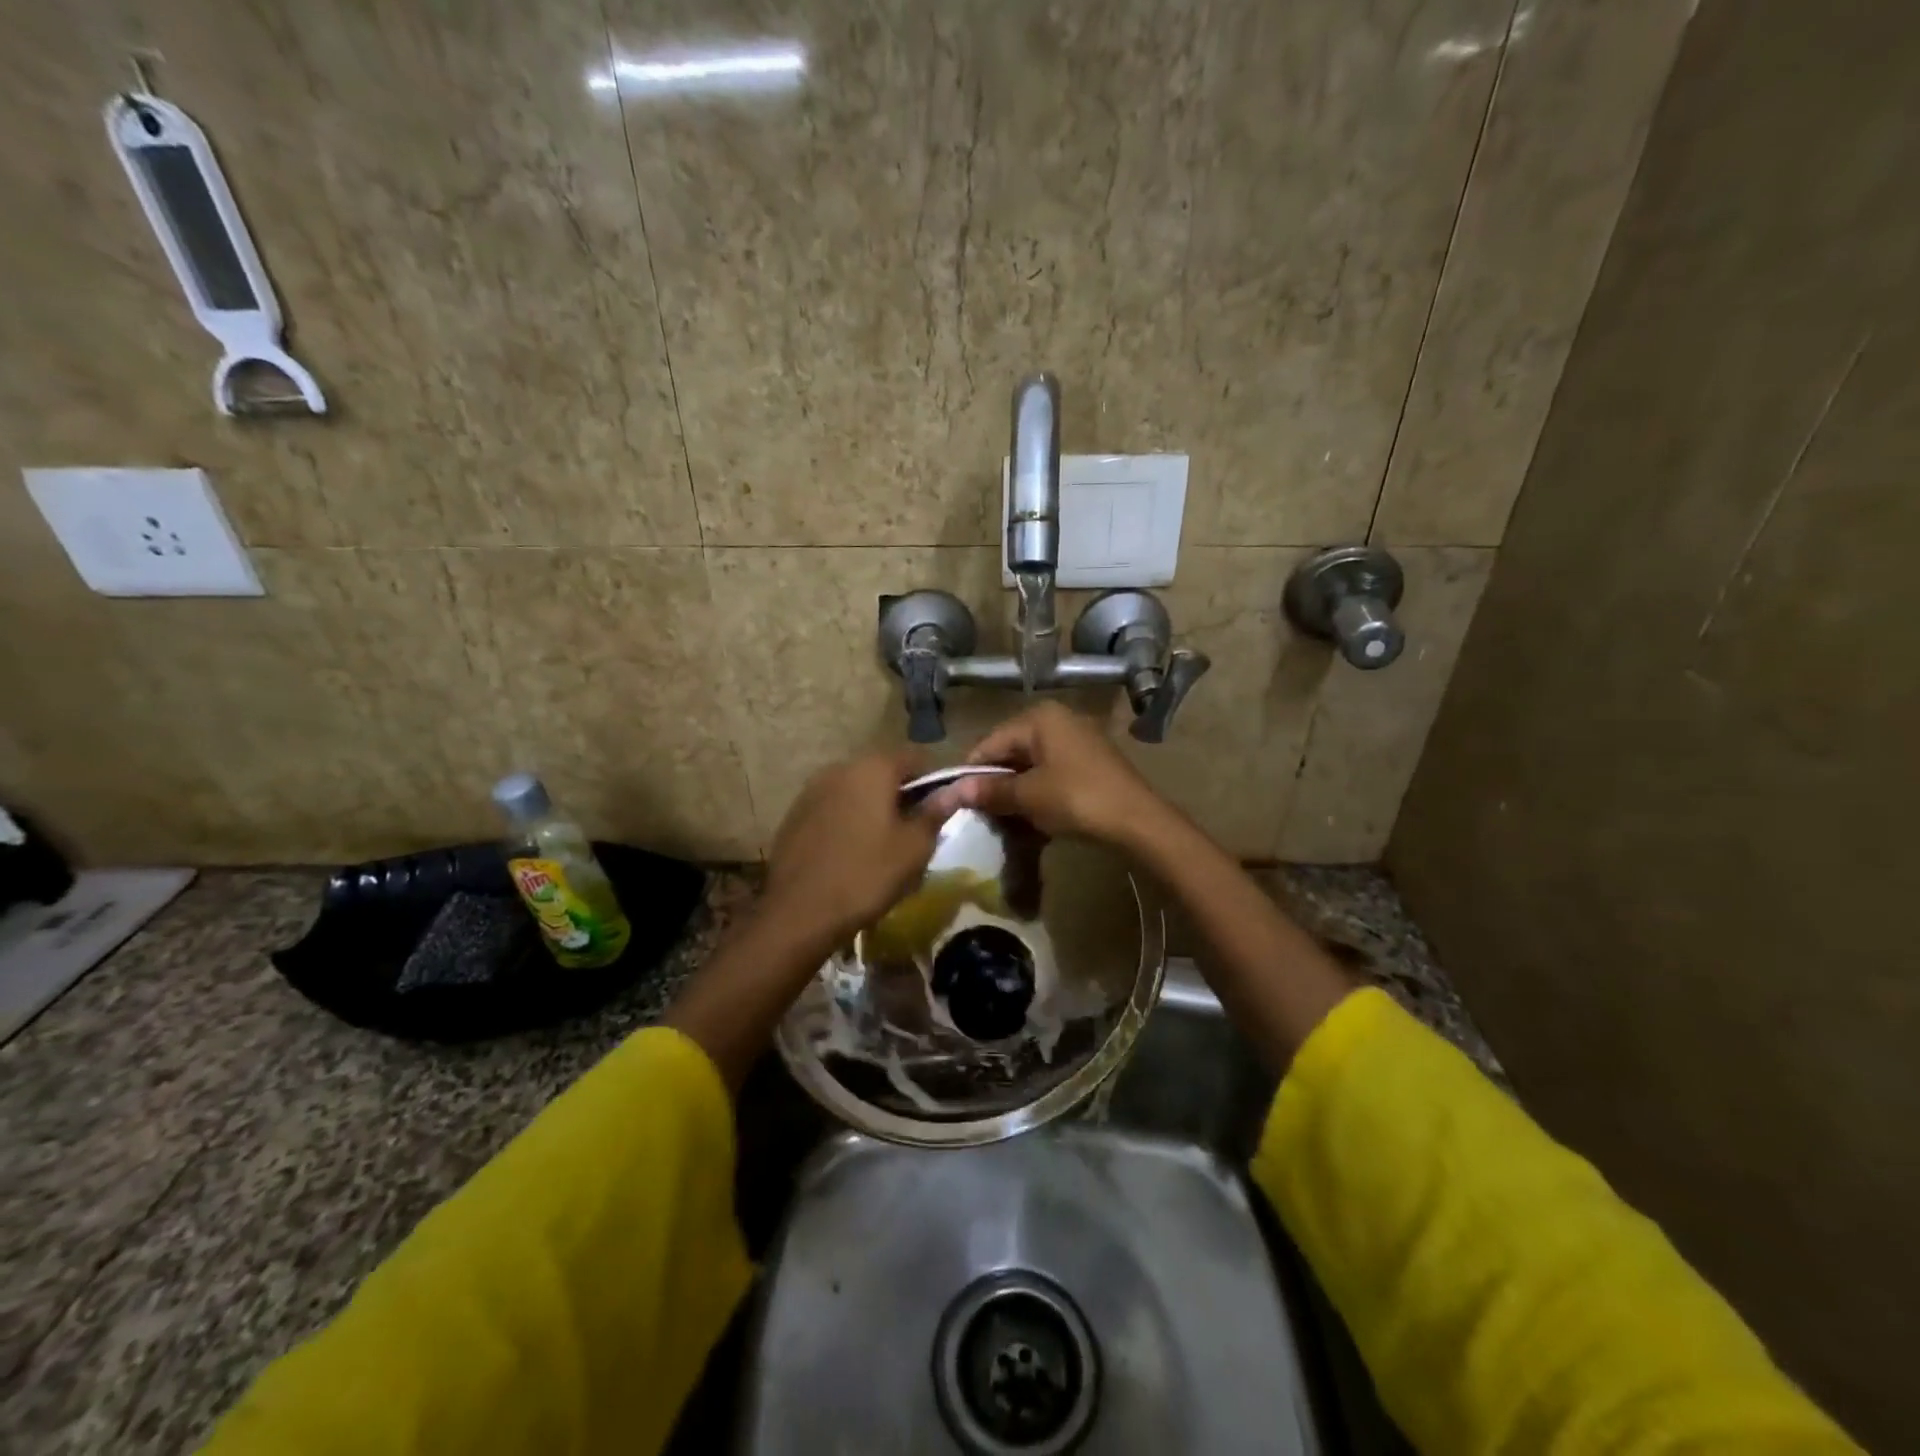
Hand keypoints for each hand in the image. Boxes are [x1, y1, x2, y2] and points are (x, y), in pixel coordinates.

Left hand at [761, 748, 942, 949]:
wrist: (798, 913)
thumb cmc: (867, 875)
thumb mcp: (914, 847)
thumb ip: (936, 811)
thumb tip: (960, 787)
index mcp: (873, 768)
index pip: (915, 758)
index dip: (934, 782)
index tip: (940, 812)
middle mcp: (840, 768)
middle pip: (883, 772)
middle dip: (902, 795)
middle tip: (914, 832)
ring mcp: (812, 790)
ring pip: (856, 790)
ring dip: (873, 808)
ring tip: (883, 845)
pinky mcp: (795, 815)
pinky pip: (833, 808)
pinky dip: (848, 820)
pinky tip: (851, 853)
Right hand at [926, 702, 1170, 847]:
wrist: (1138, 821)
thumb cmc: (1077, 799)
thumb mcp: (1028, 796)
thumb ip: (991, 790)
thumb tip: (954, 792)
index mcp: (1039, 718)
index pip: (990, 742)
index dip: (971, 772)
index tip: (957, 802)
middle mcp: (1058, 720)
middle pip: (1011, 751)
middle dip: (995, 783)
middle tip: (981, 813)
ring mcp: (1077, 740)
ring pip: (1032, 765)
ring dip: (1016, 791)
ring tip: (1004, 819)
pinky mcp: (1090, 762)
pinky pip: (1052, 773)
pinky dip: (1038, 792)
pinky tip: (1032, 816)